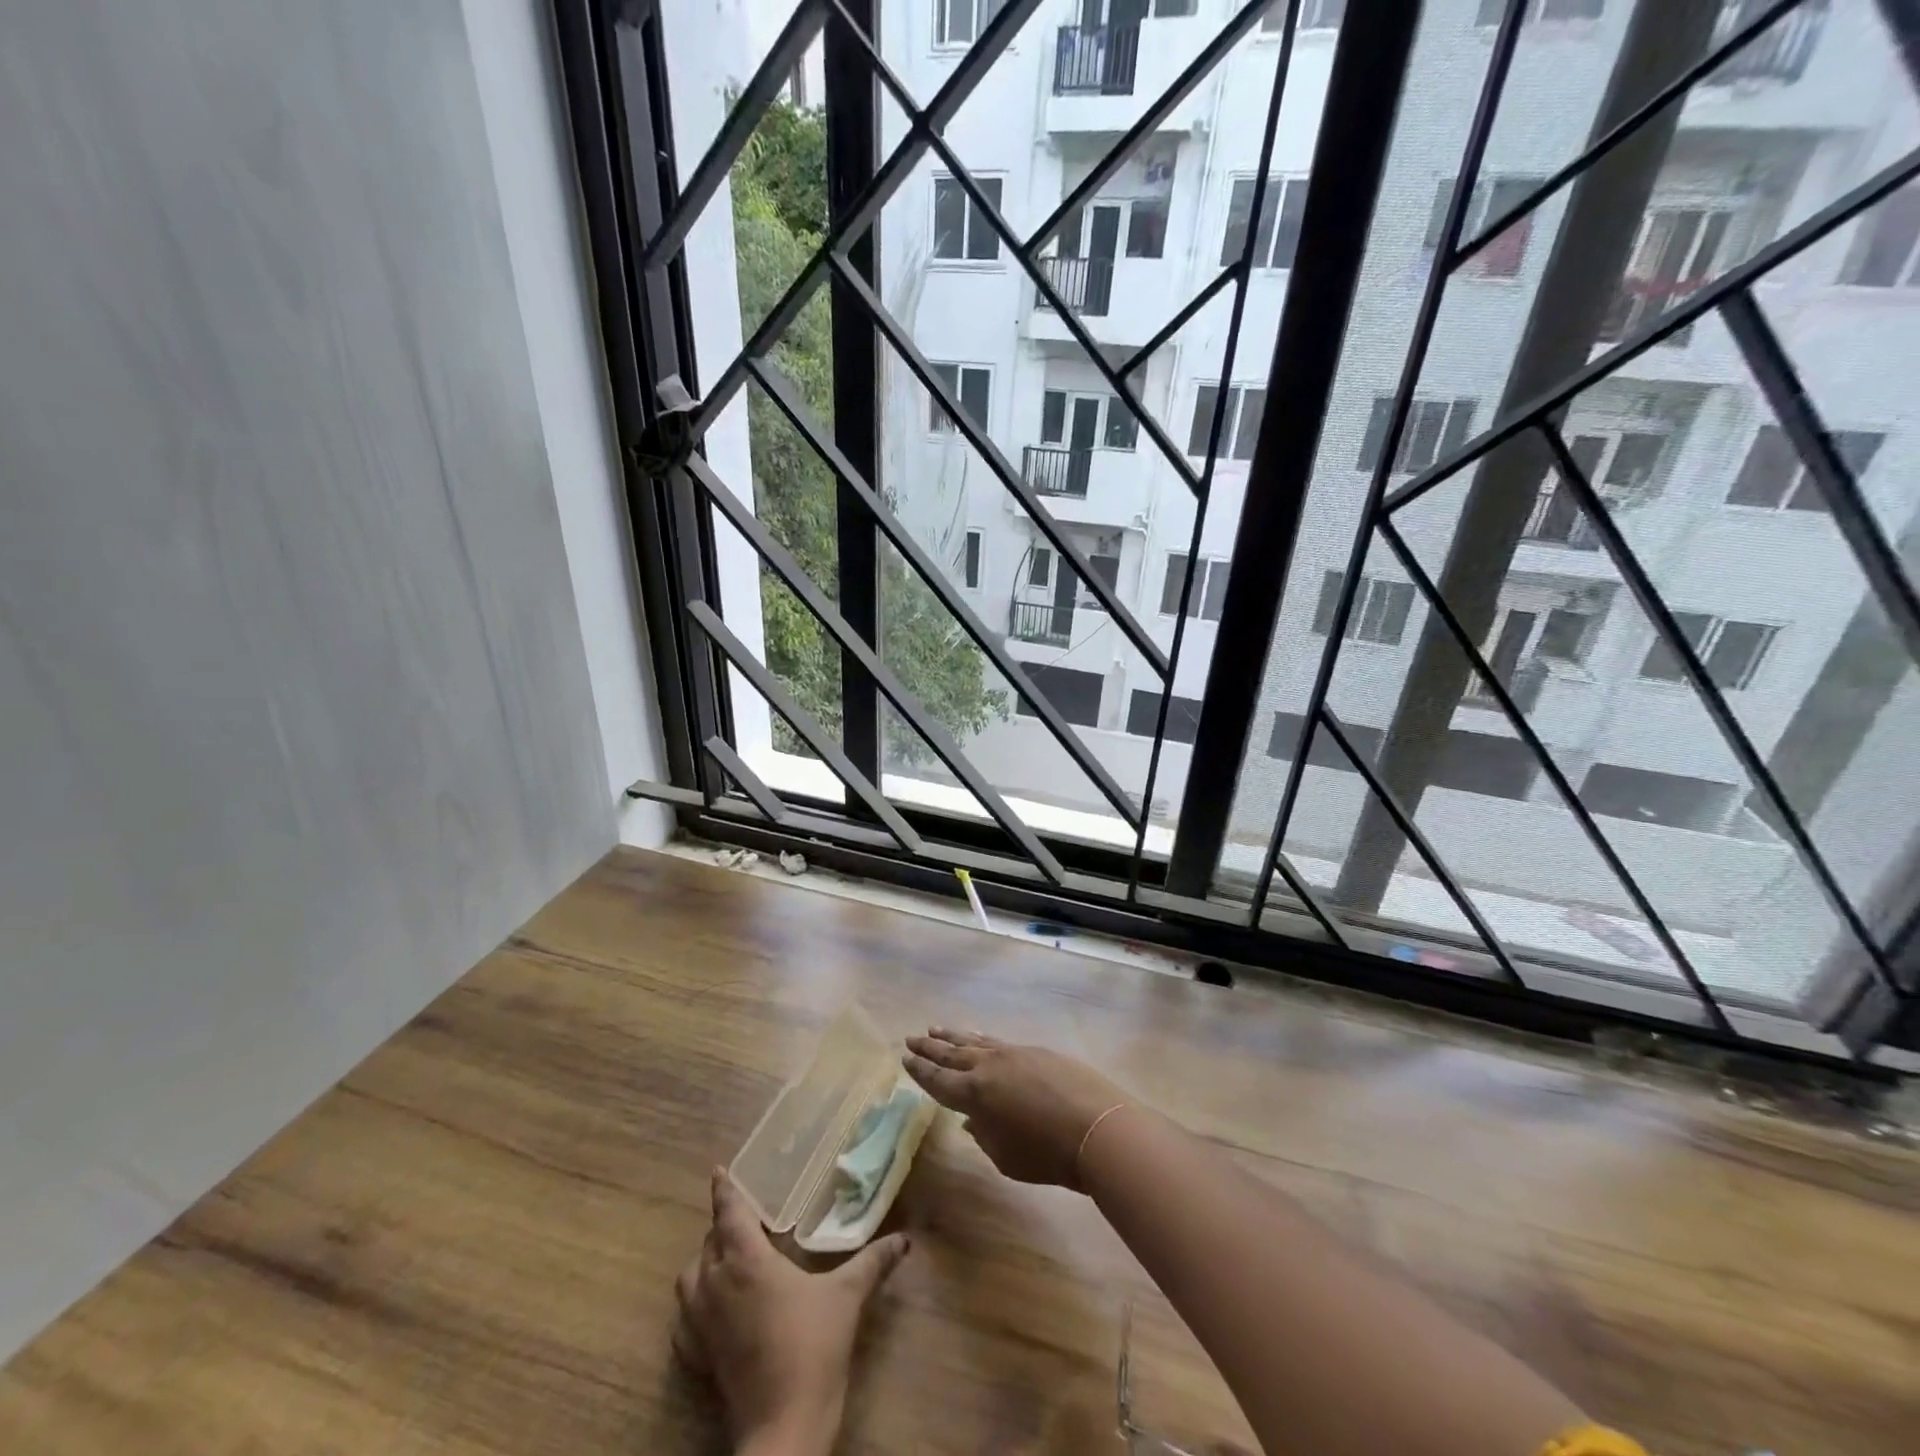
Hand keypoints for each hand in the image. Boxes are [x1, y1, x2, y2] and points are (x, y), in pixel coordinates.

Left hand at [674, 1168, 910, 1455]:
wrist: (783, 1426)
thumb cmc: (812, 1348)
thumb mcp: (847, 1297)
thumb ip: (873, 1262)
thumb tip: (904, 1239)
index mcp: (745, 1261)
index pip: (729, 1213)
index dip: (724, 1190)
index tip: (719, 1170)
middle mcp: (716, 1284)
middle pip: (709, 1242)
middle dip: (723, 1225)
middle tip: (746, 1216)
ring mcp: (701, 1324)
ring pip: (690, 1277)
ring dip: (705, 1261)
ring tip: (728, 1256)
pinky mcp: (697, 1357)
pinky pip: (685, 1318)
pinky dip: (694, 1303)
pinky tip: (713, 1307)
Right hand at [902, 1028, 1128, 1186]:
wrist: (1096, 1127)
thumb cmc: (1047, 1155)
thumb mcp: (1006, 1157)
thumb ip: (984, 1134)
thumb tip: (973, 1119)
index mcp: (973, 1094)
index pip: (938, 1079)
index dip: (920, 1071)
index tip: (905, 1059)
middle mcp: (987, 1067)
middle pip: (951, 1053)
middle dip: (930, 1047)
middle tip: (912, 1038)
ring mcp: (1012, 1054)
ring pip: (974, 1042)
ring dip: (952, 1037)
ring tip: (935, 1029)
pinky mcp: (1034, 1051)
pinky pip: (996, 1041)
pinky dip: (980, 1039)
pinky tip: (977, 1037)